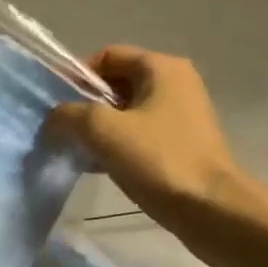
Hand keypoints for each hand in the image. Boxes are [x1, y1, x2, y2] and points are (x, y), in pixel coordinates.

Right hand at [46, 46, 265, 265]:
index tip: (56, 104)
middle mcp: (175, 84)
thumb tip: (54, 117)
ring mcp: (181, 115)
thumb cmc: (158, 159)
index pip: (107, 56)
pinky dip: (116, 144)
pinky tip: (97, 166)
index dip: (76, 76)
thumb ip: (68, 114)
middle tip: (63, 129)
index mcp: (161, 68)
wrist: (212, 210)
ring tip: (76, 150)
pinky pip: (139, 134)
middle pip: (115, 83)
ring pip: (125, 112)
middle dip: (85, 105)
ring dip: (98, 128)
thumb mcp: (101, 130)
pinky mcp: (182, 144)